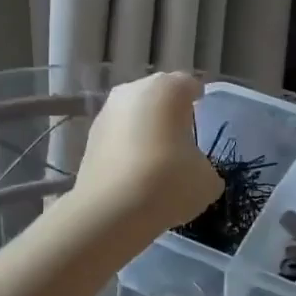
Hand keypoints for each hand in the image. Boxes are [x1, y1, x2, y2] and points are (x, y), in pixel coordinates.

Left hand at [74, 72, 221, 232]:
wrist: (111, 210)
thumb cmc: (169, 182)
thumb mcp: (207, 179)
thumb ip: (205, 165)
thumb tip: (196, 169)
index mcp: (168, 89)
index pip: (188, 85)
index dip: (198, 100)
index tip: (202, 115)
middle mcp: (133, 91)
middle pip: (157, 96)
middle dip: (169, 113)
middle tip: (181, 137)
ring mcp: (106, 113)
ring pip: (133, 115)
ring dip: (145, 130)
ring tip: (157, 157)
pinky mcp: (88, 138)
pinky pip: (117, 137)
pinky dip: (126, 147)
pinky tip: (135, 172)